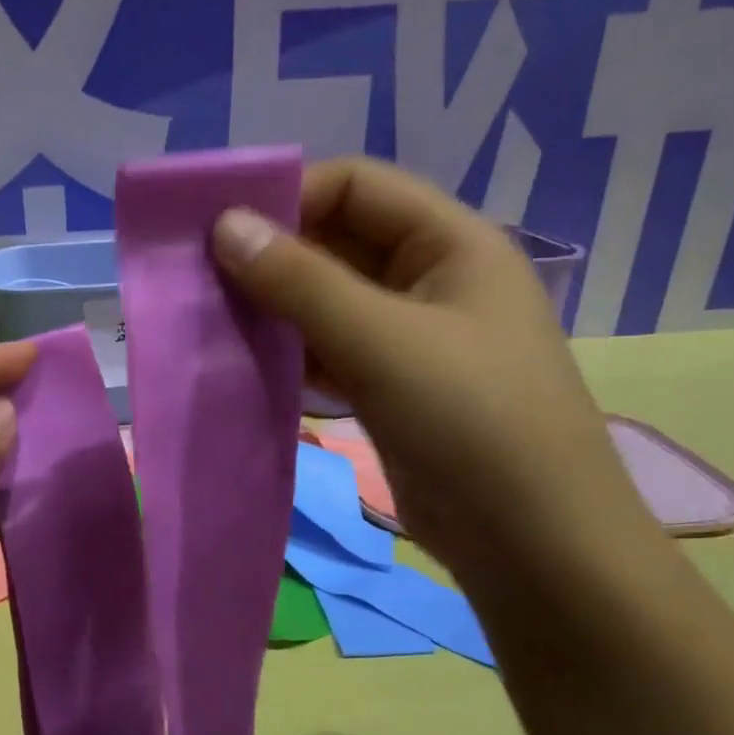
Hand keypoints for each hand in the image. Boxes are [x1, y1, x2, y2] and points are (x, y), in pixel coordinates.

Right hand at [212, 157, 654, 585]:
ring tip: (210, 318)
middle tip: (199, 275)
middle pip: (338, 242)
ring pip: (326, 300)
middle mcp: (430, 279)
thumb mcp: (383, 341)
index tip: (219, 228)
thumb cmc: (472, 422)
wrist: (534, 547)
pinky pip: (328, 349)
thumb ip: (300, 280)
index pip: (357, 186)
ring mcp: (409, 337)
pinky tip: (244, 362)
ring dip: (273, 306)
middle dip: (271, 255)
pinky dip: (288, 351)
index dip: (289, 196)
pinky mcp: (390, 386)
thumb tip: (225, 225)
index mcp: (451, 244)